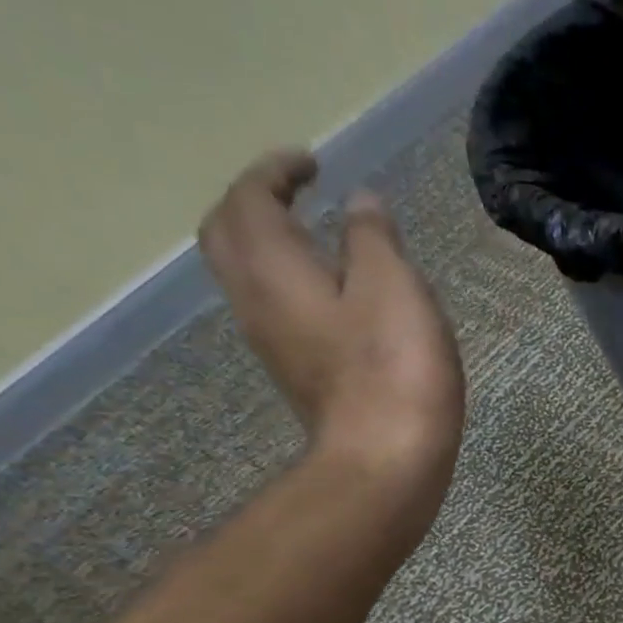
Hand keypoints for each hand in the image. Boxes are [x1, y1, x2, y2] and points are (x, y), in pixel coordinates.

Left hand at [199, 151, 464, 507]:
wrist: (387, 460)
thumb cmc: (393, 368)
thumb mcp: (393, 287)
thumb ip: (372, 237)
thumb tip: (360, 203)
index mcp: (272, 269)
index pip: (250, 200)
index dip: (275, 172)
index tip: (311, 162)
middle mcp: (257, 300)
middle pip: (229, 235)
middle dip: (256, 203)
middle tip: (298, 193)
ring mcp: (274, 342)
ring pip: (250, 274)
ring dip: (272, 243)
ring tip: (319, 236)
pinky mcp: (301, 372)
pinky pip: (278, 307)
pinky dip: (295, 281)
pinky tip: (338, 292)